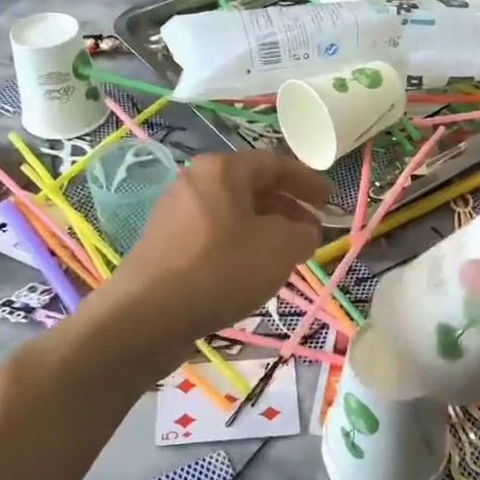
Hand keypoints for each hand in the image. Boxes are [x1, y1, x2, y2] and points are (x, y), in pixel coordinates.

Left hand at [83, 150, 328, 353]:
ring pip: (233, 214)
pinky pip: (214, 236)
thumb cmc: (221, 269)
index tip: (332, 200)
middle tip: (313, 230)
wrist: (147, 316)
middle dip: (288, 207)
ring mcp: (175, 214)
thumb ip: (303, 232)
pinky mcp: (165, 246)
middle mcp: (194, 182)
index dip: (308, 181)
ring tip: (288, 254)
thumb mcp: (280, 247)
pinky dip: (241, 245)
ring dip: (266, 229)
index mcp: (221, 170)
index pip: (275, 164)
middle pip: (252, 187)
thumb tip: (302, 232)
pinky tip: (252, 272)